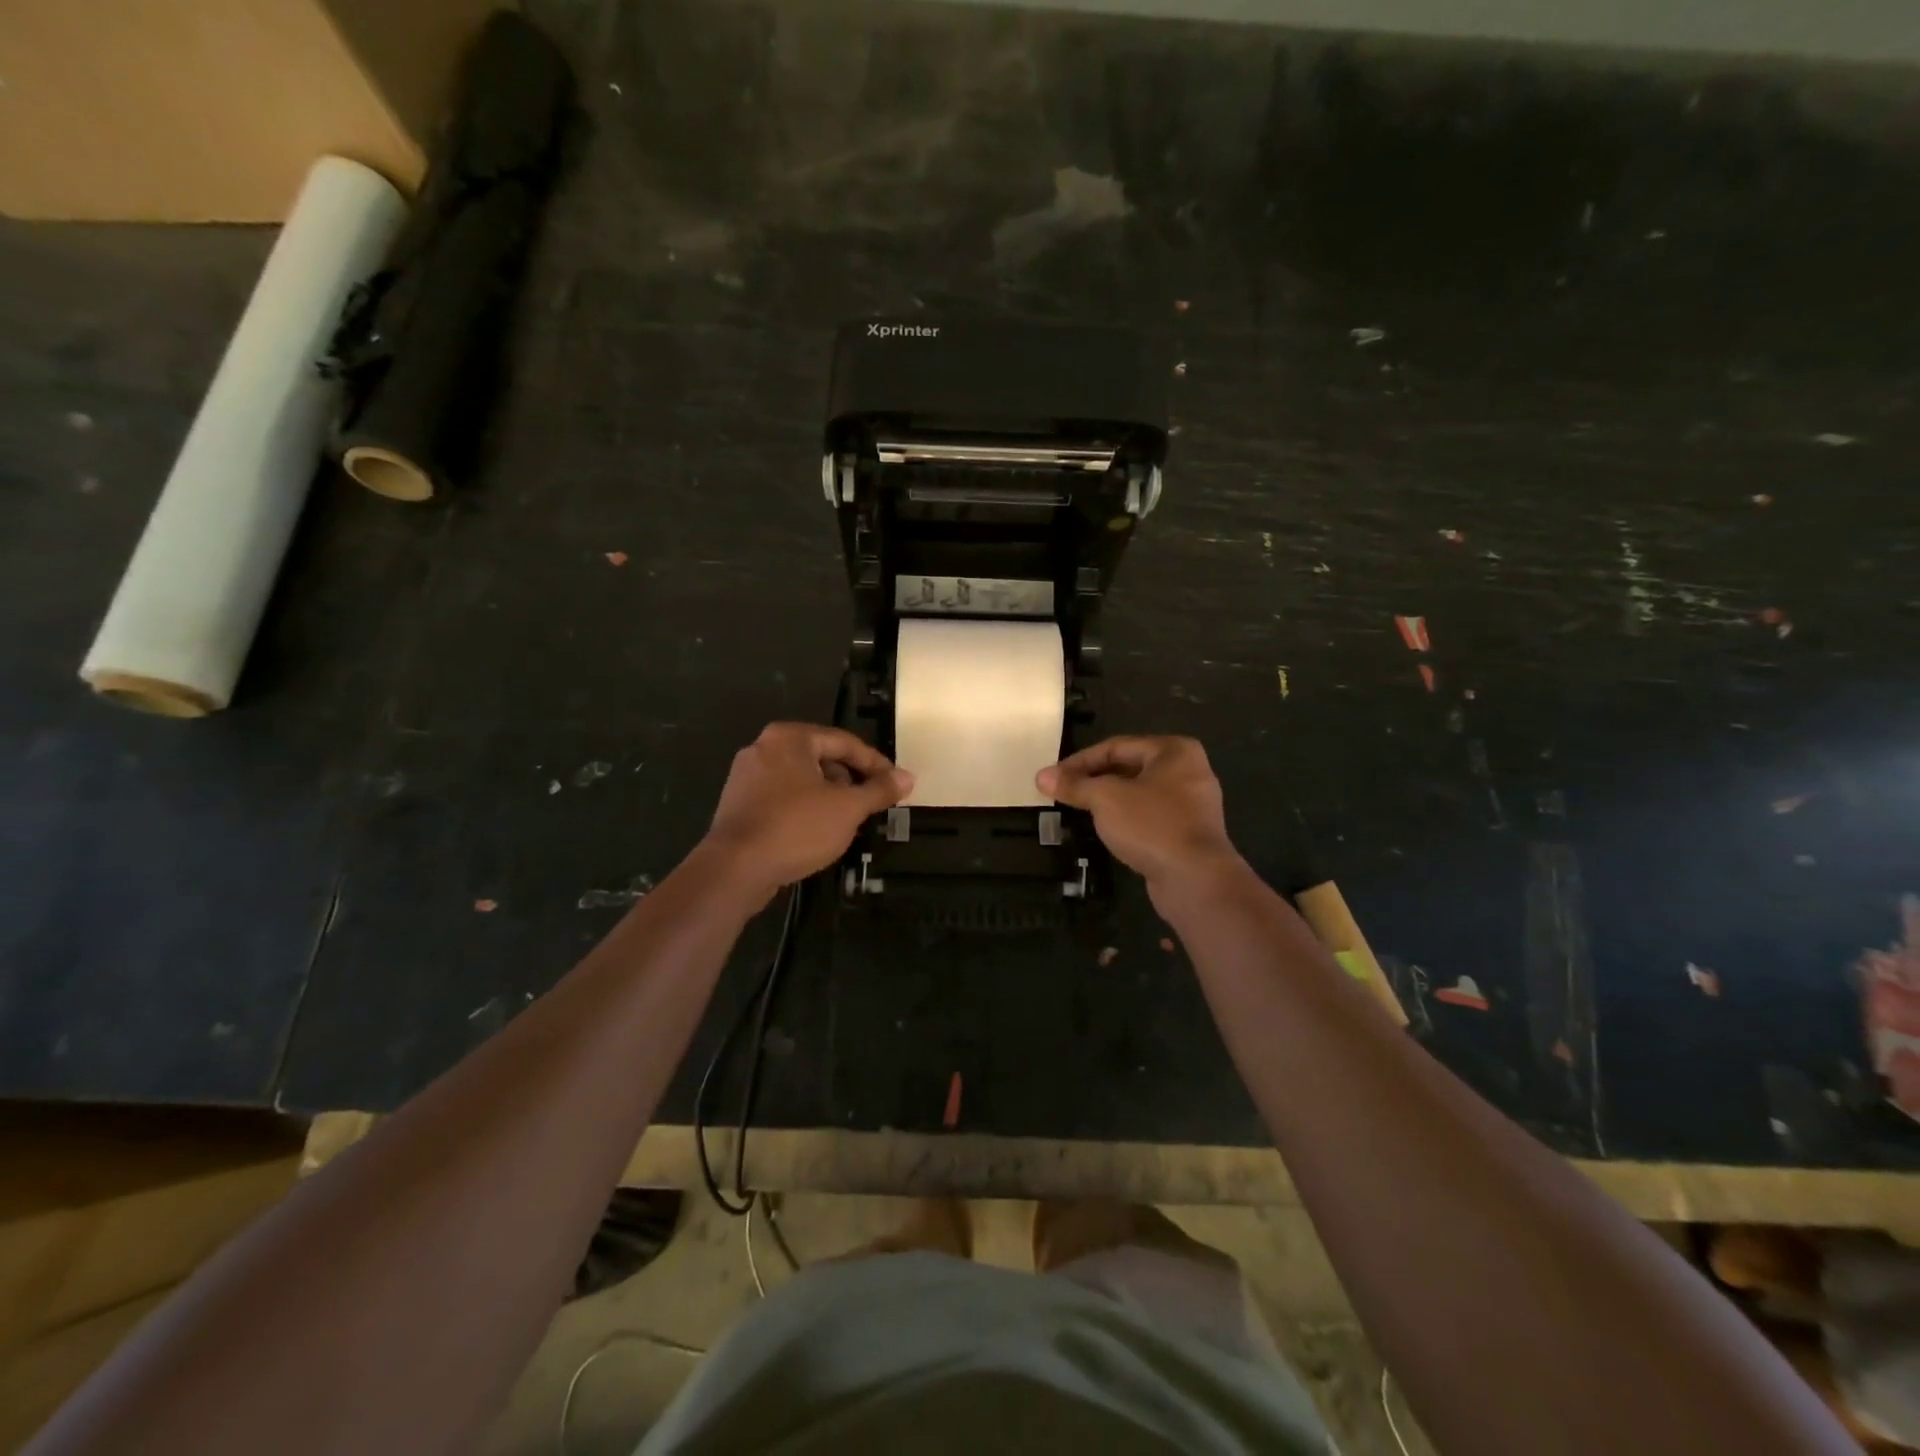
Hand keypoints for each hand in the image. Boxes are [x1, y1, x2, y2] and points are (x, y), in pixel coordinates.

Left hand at [704, 723, 911, 901]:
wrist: (735, 869)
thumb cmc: (796, 827)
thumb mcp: (847, 809)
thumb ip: (879, 790)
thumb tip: (907, 777)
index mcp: (789, 738)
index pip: (844, 742)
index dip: (875, 764)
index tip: (895, 784)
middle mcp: (764, 748)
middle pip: (822, 759)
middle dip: (850, 782)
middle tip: (872, 805)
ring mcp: (746, 776)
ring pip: (802, 781)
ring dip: (829, 798)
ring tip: (849, 822)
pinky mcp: (738, 804)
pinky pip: (782, 798)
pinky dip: (804, 809)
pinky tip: (818, 833)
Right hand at [1037, 736, 1246, 909]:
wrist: (1195, 879)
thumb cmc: (1151, 825)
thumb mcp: (1105, 799)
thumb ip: (1074, 785)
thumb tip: (1041, 776)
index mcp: (1174, 750)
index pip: (1116, 746)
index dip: (1080, 761)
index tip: (1053, 778)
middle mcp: (1188, 770)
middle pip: (1129, 768)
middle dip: (1094, 780)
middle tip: (1063, 793)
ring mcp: (1193, 803)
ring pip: (1139, 794)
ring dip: (1109, 801)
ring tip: (1079, 810)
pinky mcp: (1190, 832)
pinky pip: (1150, 816)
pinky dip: (1127, 819)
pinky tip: (1107, 830)